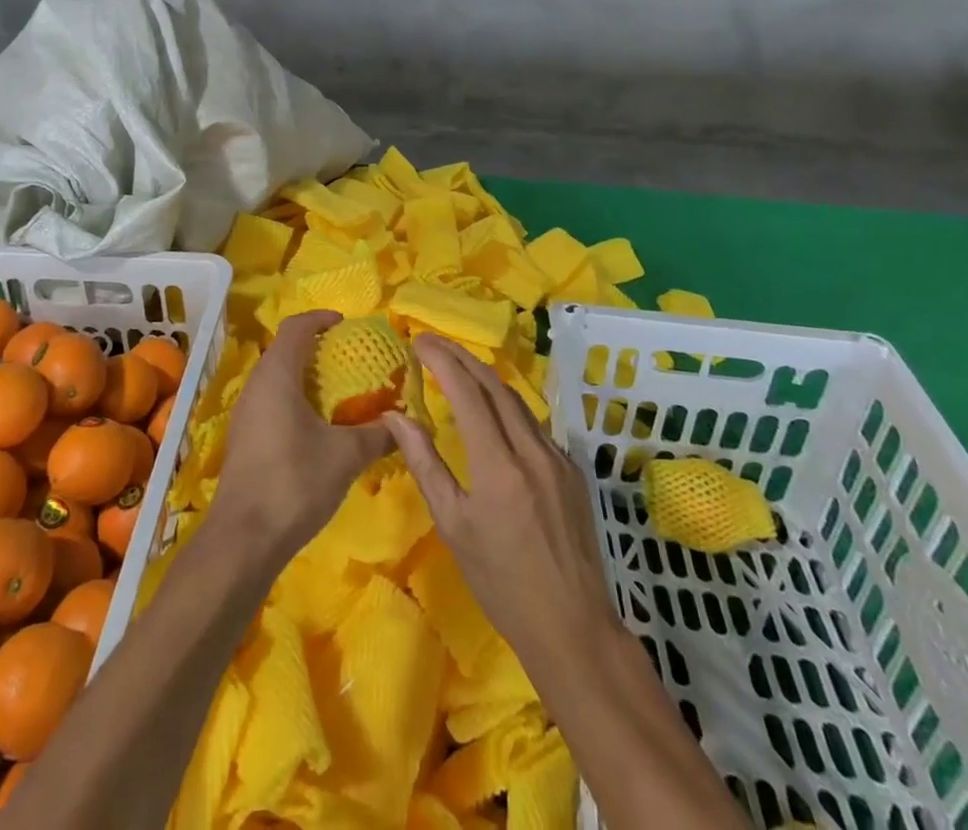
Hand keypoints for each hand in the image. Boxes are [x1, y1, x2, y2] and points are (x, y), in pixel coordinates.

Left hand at [207, 310, 394, 567]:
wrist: (243, 539)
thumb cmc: (294, 482)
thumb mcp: (345, 456)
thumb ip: (377, 434)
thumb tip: (405, 423)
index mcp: (277, 375)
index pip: (295, 327)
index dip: (320, 319)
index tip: (345, 324)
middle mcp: (256, 386)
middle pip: (285, 351)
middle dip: (316, 349)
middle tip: (350, 359)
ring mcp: (246, 414)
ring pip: (277, 380)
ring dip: (306, 378)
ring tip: (339, 393)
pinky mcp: (244, 440)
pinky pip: (271, 403)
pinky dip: (295, 401)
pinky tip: (317, 428)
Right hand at [384, 334, 620, 670]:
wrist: (572, 625)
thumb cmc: (500, 581)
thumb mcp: (452, 524)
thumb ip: (424, 463)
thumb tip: (396, 416)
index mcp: (498, 464)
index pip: (467, 392)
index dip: (442, 360)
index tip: (418, 341)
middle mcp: (532, 450)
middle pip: (494, 384)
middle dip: (461, 356)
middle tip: (432, 342)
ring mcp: (558, 457)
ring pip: (517, 400)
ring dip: (484, 376)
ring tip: (456, 365)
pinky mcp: (572, 469)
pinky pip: (533, 423)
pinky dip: (506, 405)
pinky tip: (492, 410)